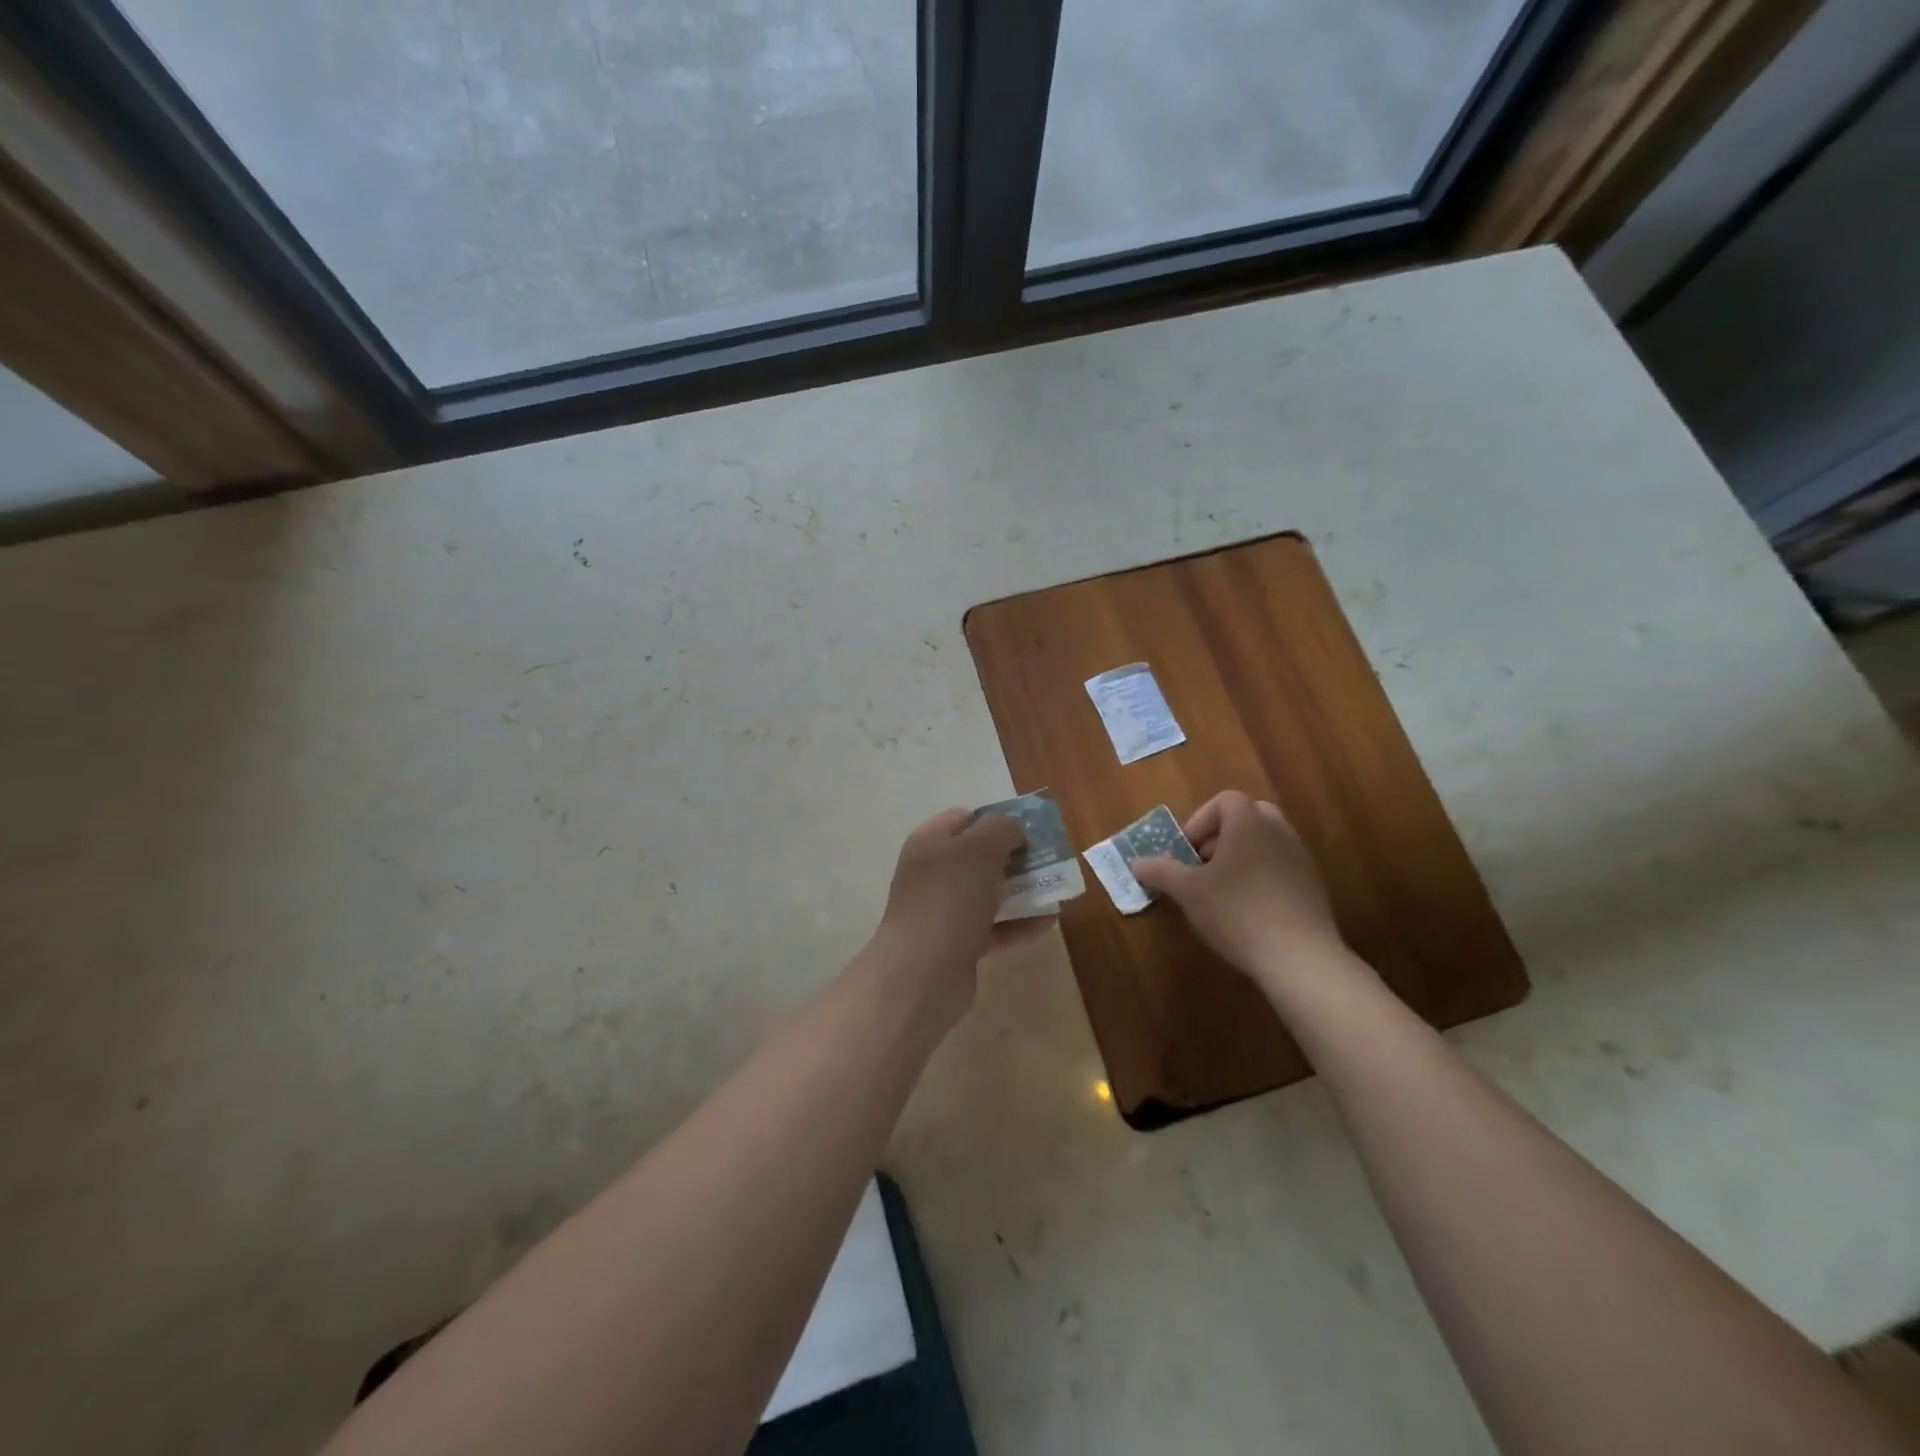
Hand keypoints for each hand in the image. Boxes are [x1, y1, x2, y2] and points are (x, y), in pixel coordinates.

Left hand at [869, 809, 1057, 1018]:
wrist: (922, 974)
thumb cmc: (950, 899)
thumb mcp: (979, 849)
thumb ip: (1001, 829)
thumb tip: (1013, 830)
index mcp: (930, 843)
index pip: (964, 819)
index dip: (996, 820)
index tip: (1029, 830)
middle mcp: (932, 874)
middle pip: (978, 857)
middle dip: (1014, 858)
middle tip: (1048, 860)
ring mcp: (943, 912)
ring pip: (988, 894)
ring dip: (1021, 891)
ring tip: (1056, 890)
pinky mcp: (957, 945)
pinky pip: (993, 928)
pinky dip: (1019, 924)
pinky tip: (1049, 922)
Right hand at [1131, 791, 1345, 988]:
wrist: (1299, 956)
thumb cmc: (1236, 911)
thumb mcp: (1188, 891)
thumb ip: (1160, 871)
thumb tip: (1136, 862)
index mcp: (1248, 823)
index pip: (1225, 800)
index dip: (1201, 821)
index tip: (1188, 852)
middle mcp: (1278, 831)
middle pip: (1249, 816)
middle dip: (1223, 835)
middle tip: (1205, 865)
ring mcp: (1300, 858)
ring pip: (1266, 842)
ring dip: (1242, 856)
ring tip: (1223, 890)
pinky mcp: (1313, 886)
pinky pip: (1282, 866)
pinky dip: (1262, 876)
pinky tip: (1249, 910)